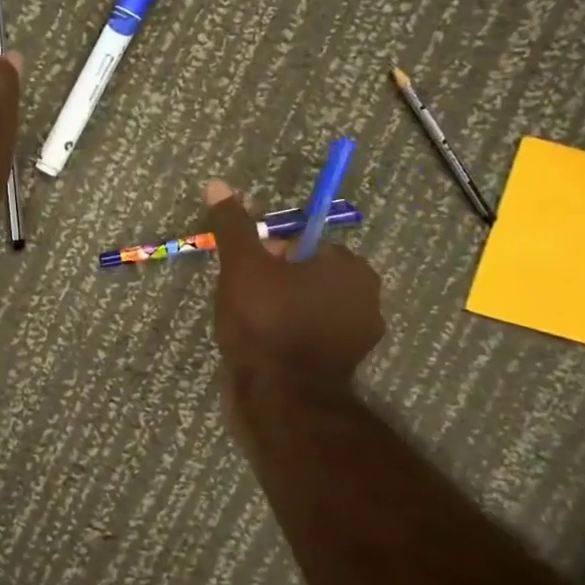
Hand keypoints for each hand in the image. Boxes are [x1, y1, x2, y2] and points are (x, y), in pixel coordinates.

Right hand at [205, 179, 384, 392]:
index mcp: (351, 268)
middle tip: (242, 298)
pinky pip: (309, 338)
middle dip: (274, 283)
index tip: (245, 271)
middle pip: (307, 275)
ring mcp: (357, 339)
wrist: (280, 401)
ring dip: (281, 311)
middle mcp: (366, 300)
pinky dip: (289, 339)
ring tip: (247, 325)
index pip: (304, 244)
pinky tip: (262, 348)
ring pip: (308, 308)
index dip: (269, 254)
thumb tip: (218, 184)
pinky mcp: (342, 369)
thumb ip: (233, 225)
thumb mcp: (243, 265)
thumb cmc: (266, 322)